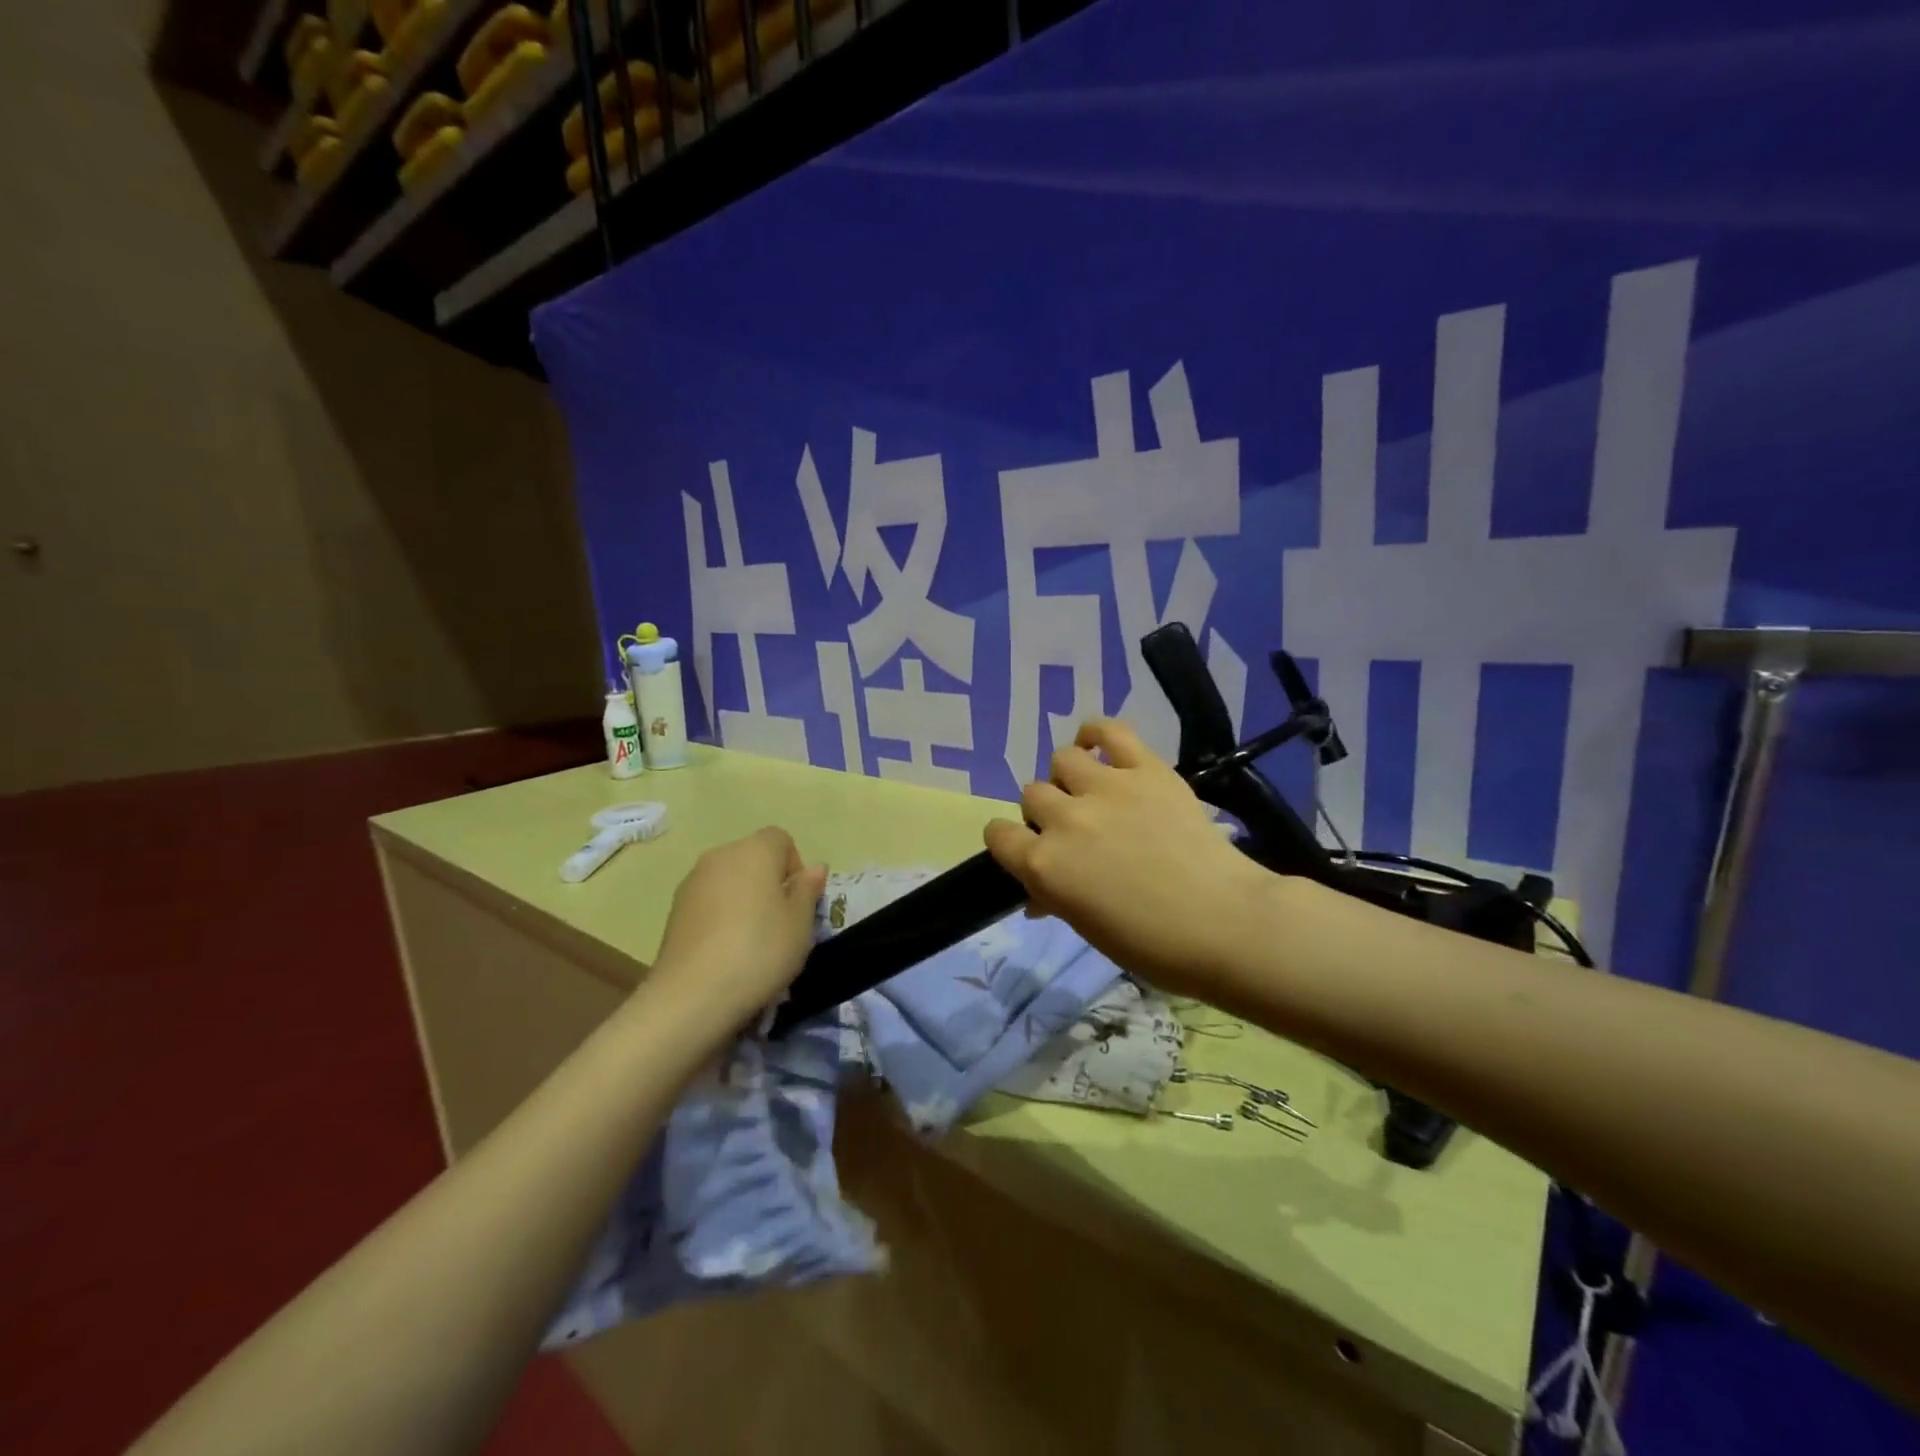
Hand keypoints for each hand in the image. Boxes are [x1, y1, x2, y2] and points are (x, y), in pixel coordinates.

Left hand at [646, 827, 825, 1040]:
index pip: (781, 840)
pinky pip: (709, 903)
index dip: (794, 867)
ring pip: (730, 881)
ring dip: (744, 901)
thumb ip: (808, 890)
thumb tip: (813, 868)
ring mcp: (692, 883)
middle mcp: (720, 856)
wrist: (691, 996)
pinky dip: (721, 918)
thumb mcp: (801, 923)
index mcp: (754, 850)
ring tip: (751, 943)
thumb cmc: (760, 951)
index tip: (797, 903)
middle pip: (753, 859)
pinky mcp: (674, 911)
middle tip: (780, 925)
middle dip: (769, 884)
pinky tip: (725, 952)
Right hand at [984, 720, 1277, 996]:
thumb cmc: (1154, 945)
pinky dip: (1097, 735)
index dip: (1010, 843)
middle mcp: (1065, 819)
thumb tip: (1039, 894)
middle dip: (1045, 814)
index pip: (998, 835)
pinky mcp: (1145, 769)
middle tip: (1075, 832)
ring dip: (1069, 779)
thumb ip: (1055, 899)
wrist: (1227, 924)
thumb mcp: (1089, 929)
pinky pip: (1108, 731)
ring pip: (1062, 760)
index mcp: (1044, 865)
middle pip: (1031, 795)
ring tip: (1092, 794)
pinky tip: (1098, 749)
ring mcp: (1106, 788)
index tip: (1028, 850)